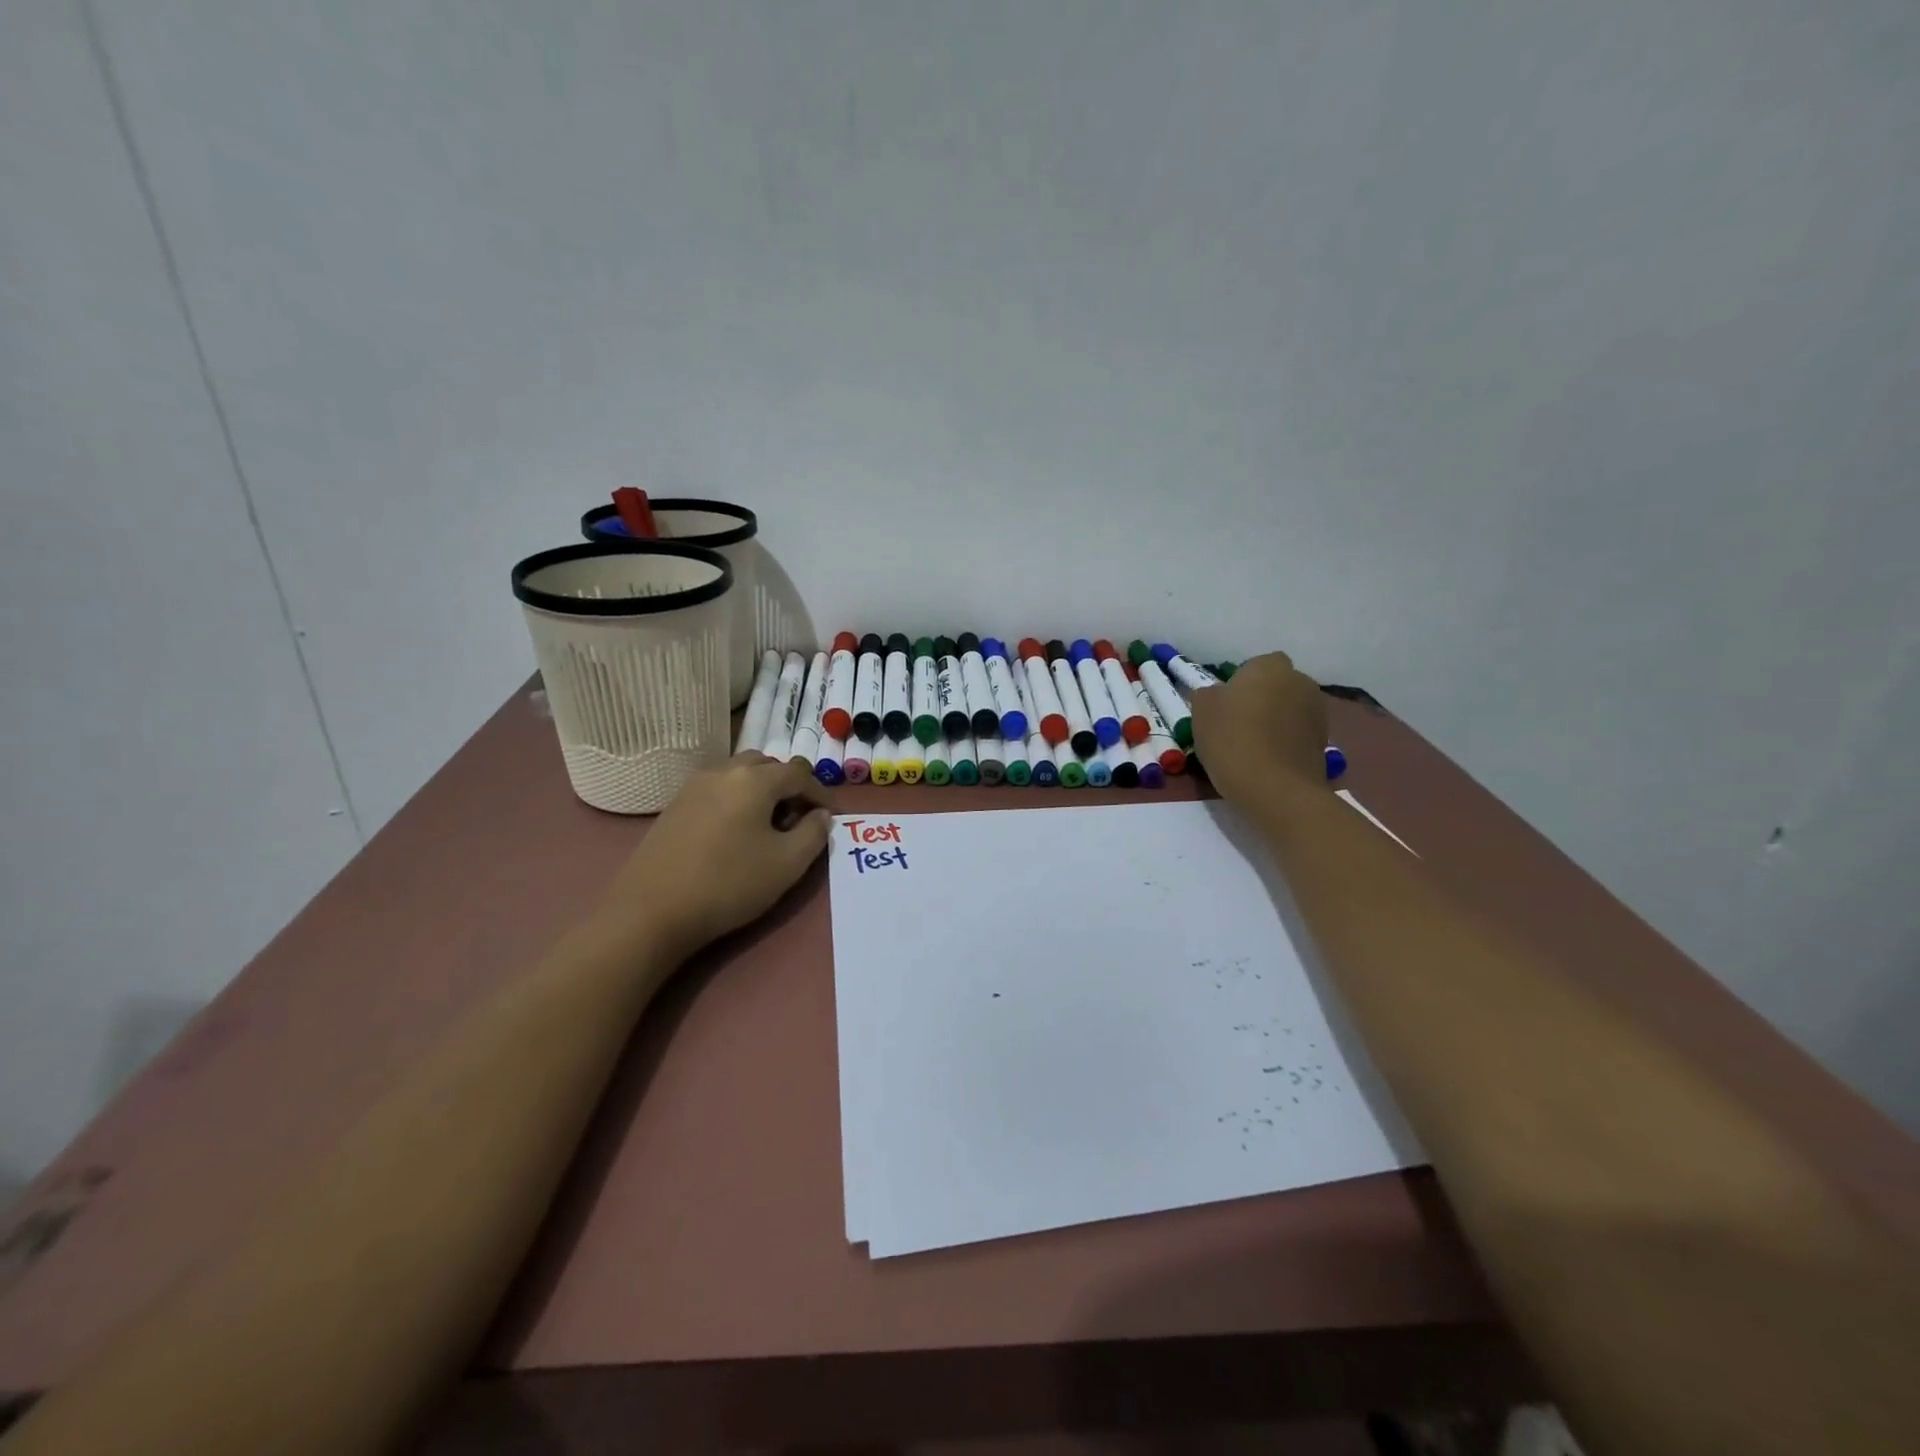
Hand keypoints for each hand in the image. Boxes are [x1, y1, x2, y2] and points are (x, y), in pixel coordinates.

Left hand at [600, 755, 830, 960]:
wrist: (652, 910)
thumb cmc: (729, 884)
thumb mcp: (787, 864)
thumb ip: (814, 834)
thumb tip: (821, 816)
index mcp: (755, 780)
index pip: (800, 773)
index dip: (821, 793)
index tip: (831, 817)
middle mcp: (724, 771)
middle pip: (767, 765)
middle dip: (789, 786)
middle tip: (799, 818)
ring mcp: (694, 786)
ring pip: (739, 774)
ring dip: (761, 790)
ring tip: (768, 825)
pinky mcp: (675, 806)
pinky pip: (718, 790)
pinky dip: (736, 799)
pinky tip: (735, 833)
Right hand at [1188, 652, 1328, 805]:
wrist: (1276, 789)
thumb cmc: (1233, 740)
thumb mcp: (1202, 711)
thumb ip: (1208, 694)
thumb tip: (1217, 695)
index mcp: (1269, 667)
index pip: (1255, 665)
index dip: (1240, 683)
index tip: (1225, 706)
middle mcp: (1300, 681)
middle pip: (1276, 685)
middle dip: (1262, 698)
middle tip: (1238, 724)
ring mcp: (1317, 711)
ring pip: (1289, 709)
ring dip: (1276, 720)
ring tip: (1253, 746)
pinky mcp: (1324, 741)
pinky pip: (1298, 733)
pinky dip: (1286, 741)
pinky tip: (1268, 761)